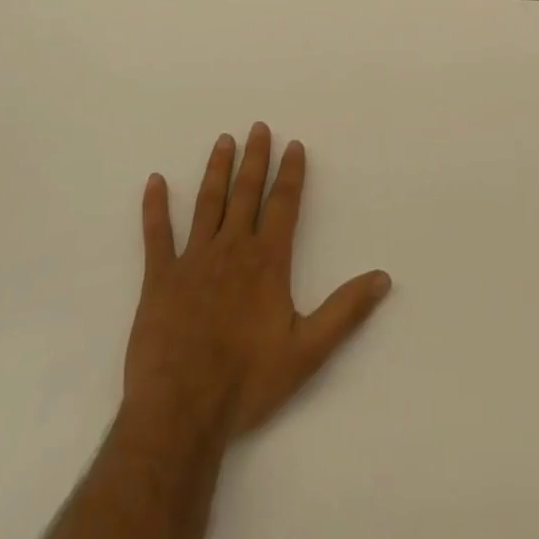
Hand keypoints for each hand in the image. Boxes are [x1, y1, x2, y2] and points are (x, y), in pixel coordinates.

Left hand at [125, 123, 391, 444]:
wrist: (182, 411)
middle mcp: (232, 248)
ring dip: (217, 169)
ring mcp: (193, 260)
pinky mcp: (160, 278)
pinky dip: (155, 207)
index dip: (291, 173)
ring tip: (223, 140)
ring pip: (208, 202)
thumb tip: (384, 278)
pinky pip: (156, 235)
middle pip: (246, 193)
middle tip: (258, 126)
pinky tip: (155, 181)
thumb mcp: (308, 351)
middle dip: (255, 158)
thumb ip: (346, 310)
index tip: (293, 144)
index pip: (283, 204)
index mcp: (267, 261)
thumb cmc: (247, 381)